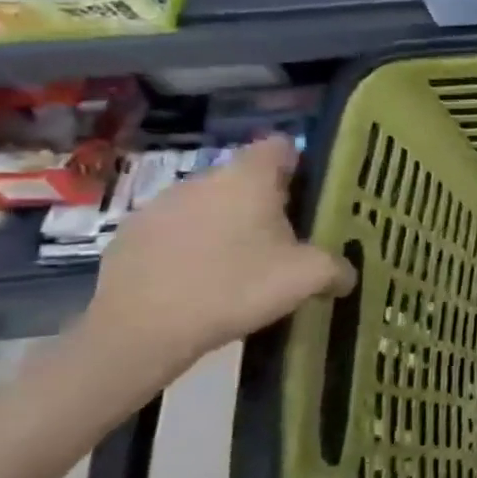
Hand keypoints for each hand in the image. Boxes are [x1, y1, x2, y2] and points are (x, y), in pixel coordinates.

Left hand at [80, 135, 355, 377]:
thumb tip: (346, 275)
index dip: (300, 166)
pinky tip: (200, 283)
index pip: (280, 146)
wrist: (139, 331)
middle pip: (245, 179)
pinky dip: (191, 248)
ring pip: (208, 205)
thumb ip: (337, 268)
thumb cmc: (235, 287)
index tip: (311, 197)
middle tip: (286, 240)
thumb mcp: (307, 278)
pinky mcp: (129, 236)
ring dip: (226, 225)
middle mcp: (203, 179)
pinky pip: (175, 231)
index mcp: (248, 177)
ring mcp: (160, 205)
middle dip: (265, 203)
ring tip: (241, 266)